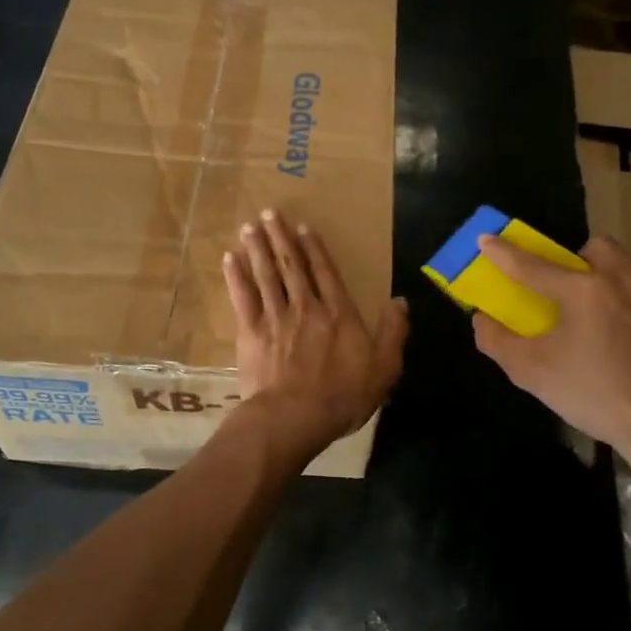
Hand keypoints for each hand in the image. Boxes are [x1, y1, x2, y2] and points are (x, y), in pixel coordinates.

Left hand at [222, 210, 407, 457]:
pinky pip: (242, 297)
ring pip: (266, 275)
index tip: (304, 228)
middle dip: (281, 238)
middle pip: (292, 266)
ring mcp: (275, 318)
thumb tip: (400, 301)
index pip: (326, 273)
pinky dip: (236, 277)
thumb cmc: (342, 397)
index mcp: (338, 314)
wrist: (294, 417)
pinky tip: (230, 258)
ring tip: (251, 226)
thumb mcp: (384, 369)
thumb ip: (393, 333)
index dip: (315, 249)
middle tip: (270, 214)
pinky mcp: (250, 332)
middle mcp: (306, 307)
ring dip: (258, 248)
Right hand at [471, 235, 630, 465]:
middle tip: (571, 292)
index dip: (504, 252)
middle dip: (579, 261)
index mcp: (582, 290)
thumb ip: (497, 341)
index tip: (486, 240)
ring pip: (630, 267)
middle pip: (596, 248)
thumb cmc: (595, 396)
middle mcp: (624, 277)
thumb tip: (482, 319)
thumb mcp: (533, 373)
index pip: (532, 265)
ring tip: (608, 316)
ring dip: (613, 281)